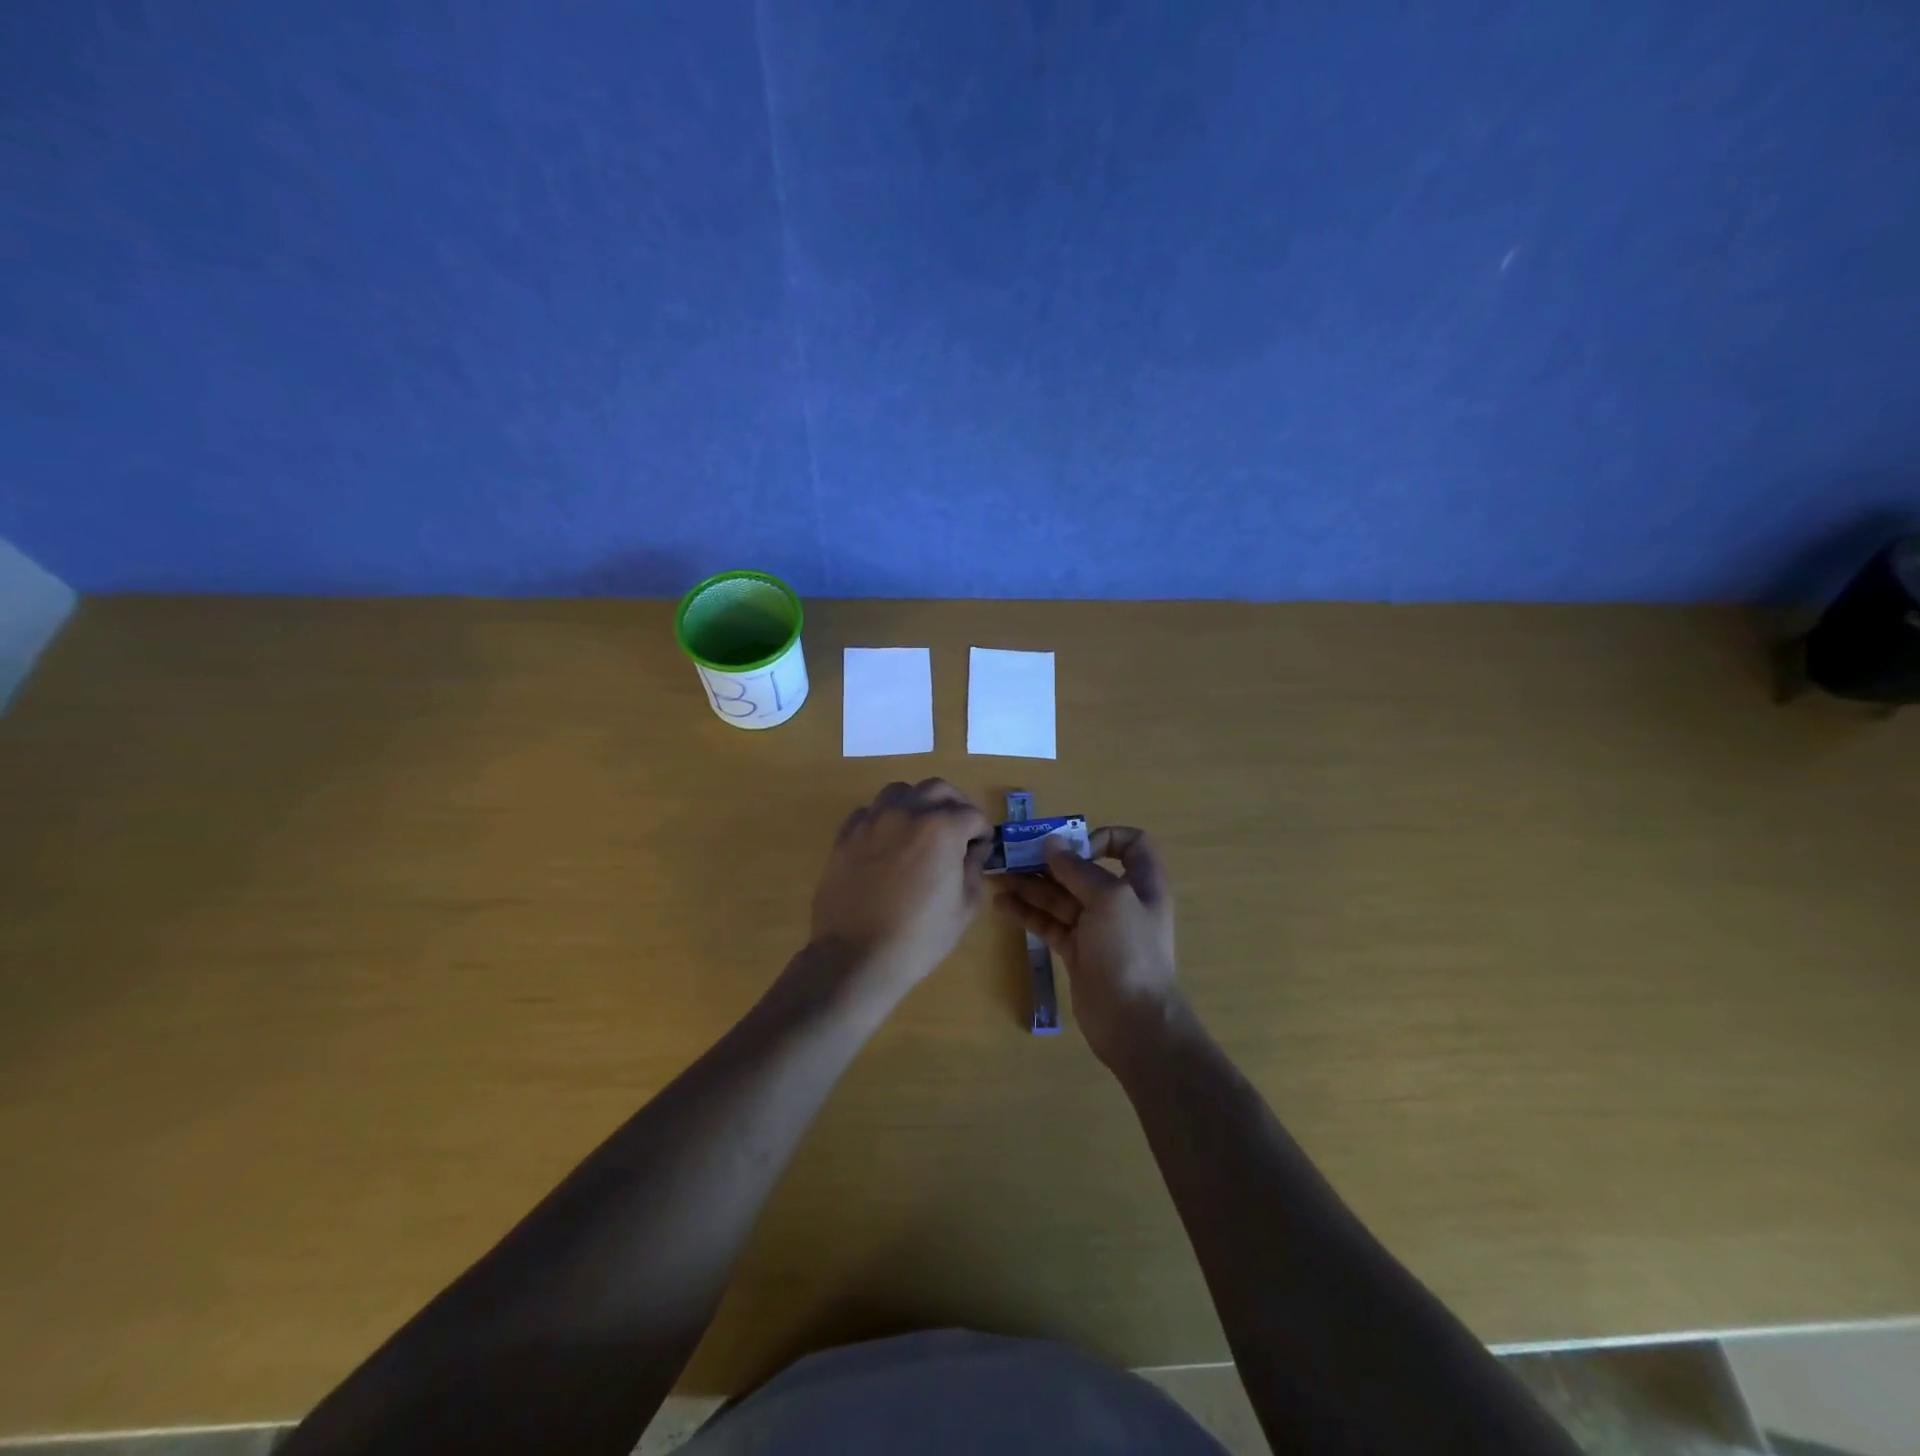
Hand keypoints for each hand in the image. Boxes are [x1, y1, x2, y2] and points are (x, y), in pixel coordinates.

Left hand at [809, 780, 992, 994]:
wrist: (856, 956)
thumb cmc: (919, 937)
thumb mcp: (964, 908)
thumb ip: (973, 869)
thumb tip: (973, 850)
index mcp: (942, 828)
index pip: (972, 814)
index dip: (982, 831)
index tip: (981, 848)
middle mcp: (907, 812)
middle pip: (938, 788)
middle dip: (955, 804)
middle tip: (959, 828)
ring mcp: (873, 820)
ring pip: (900, 791)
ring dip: (918, 803)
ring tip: (921, 828)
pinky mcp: (846, 834)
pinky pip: (870, 811)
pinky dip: (885, 818)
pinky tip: (888, 842)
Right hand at [993, 826, 1181, 1067]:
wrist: (1134, 1022)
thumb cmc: (1129, 951)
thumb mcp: (1109, 899)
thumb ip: (1078, 869)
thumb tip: (1051, 843)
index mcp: (1142, 883)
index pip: (1130, 845)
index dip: (1103, 837)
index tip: (1075, 847)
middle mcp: (1120, 901)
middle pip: (1083, 870)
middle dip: (1049, 861)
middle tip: (1013, 855)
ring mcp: (1096, 928)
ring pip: (1060, 897)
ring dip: (1030, 885)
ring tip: (997, 877)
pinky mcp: (1076, 951)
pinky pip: (1049, 923)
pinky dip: (1027, 912)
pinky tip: (1002, 904)